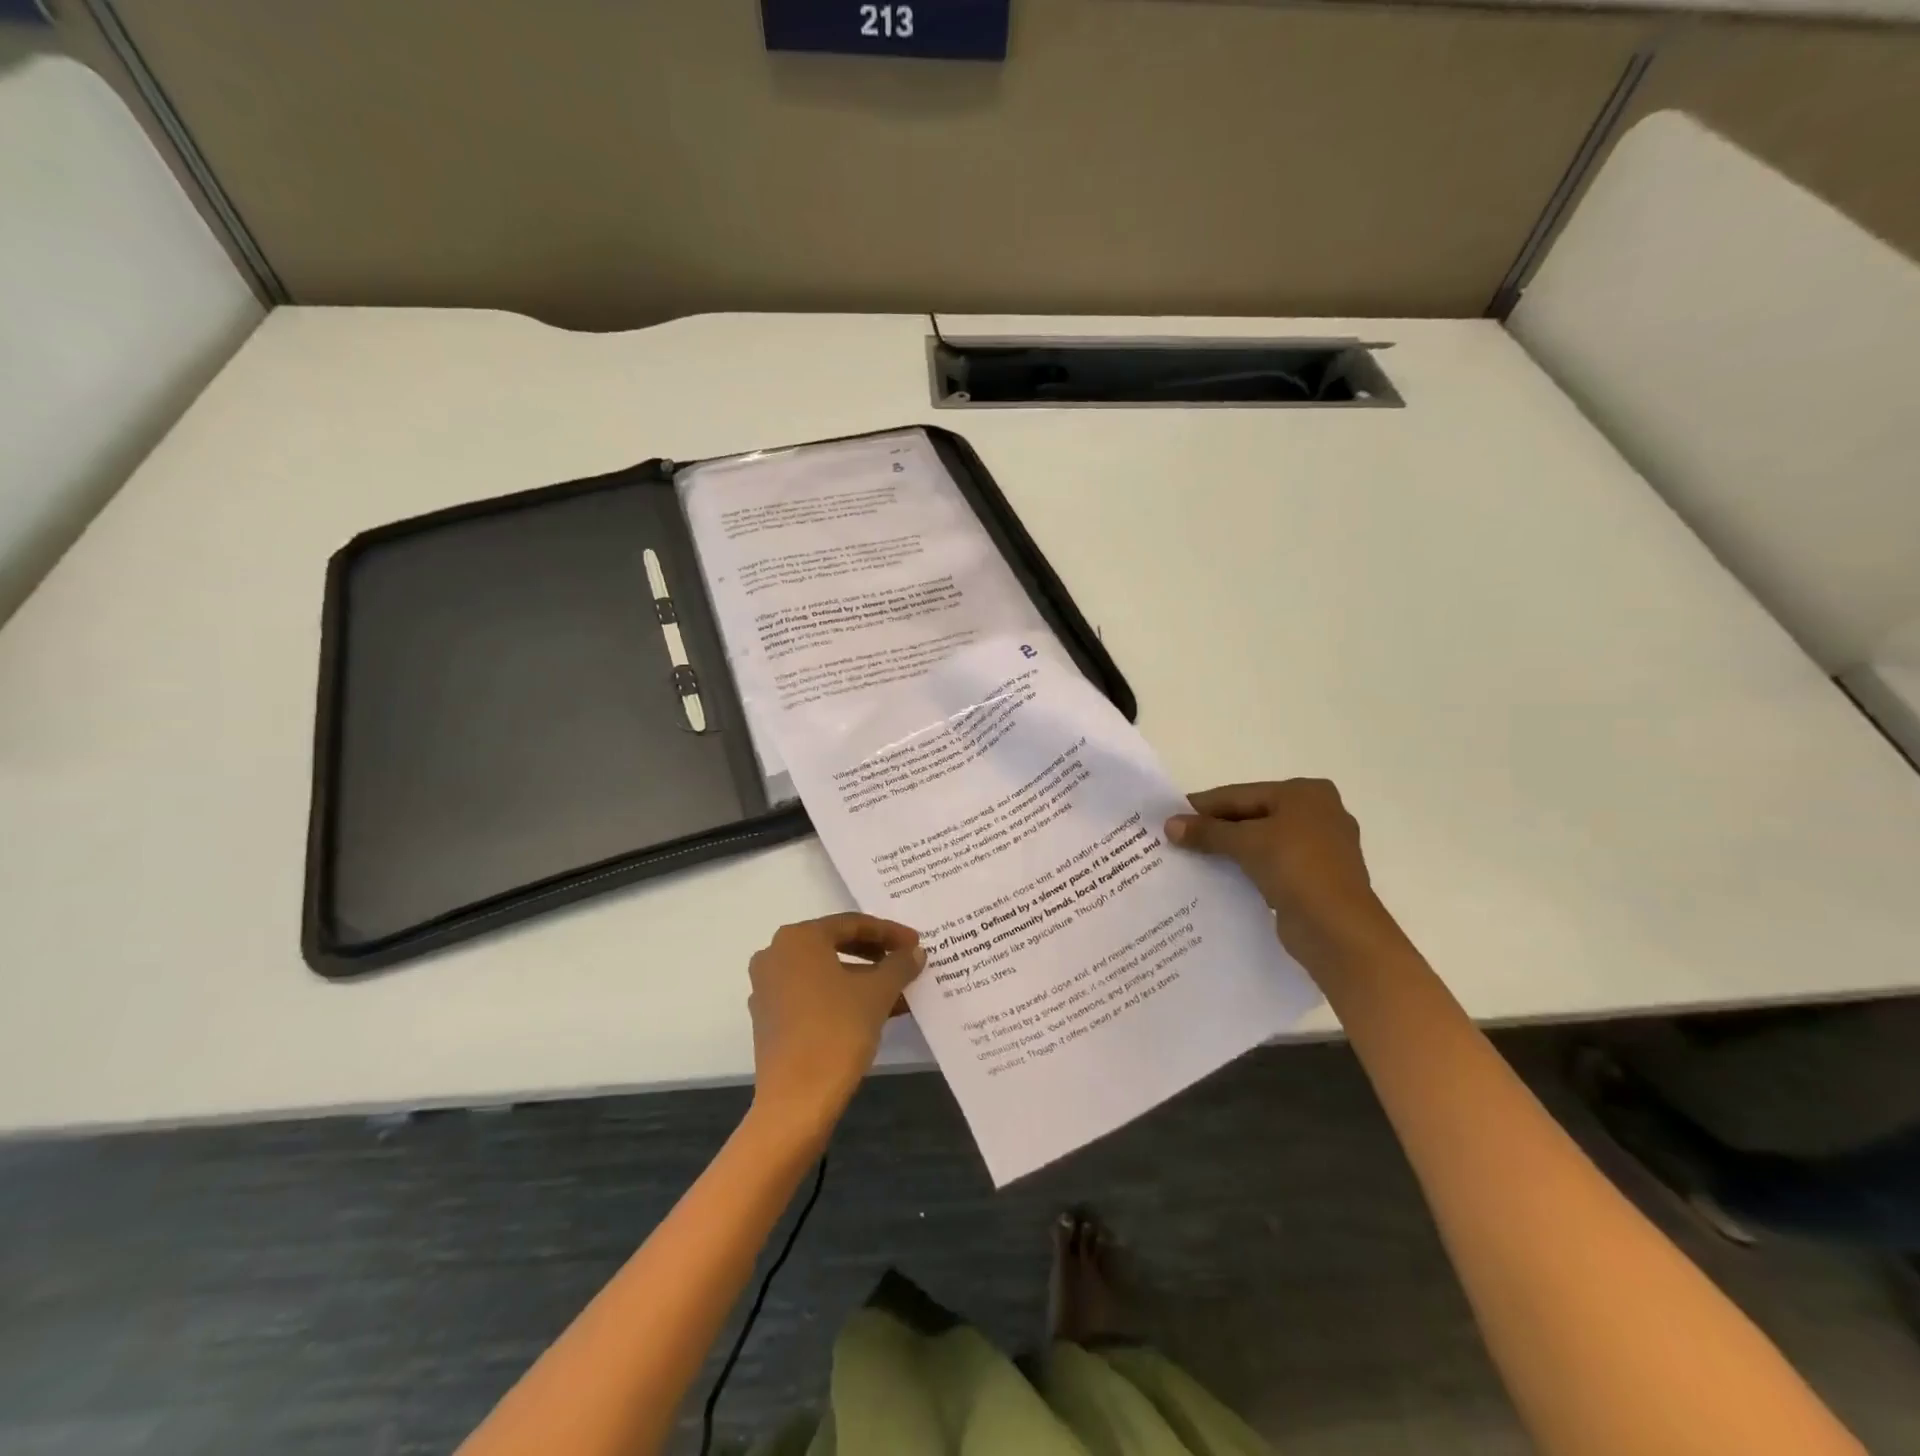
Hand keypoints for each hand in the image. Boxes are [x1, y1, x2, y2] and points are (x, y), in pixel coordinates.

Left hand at [746, 914, 924, 1138]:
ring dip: (862, 978)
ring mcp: (768, 987)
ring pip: (825, 971)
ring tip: (898, 991)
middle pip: (835, 944)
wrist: (797, 1099)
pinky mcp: (769, 1018)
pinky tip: (874, 1011)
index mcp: (798, 938)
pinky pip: (812, 994)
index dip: (889, 932)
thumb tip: (915, 951)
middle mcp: (776, 954)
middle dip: (875, 954)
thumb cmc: (837, 1030)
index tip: (916, 943)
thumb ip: (899, 964)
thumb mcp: (878, 992)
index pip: (852, 924)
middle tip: (906, 961)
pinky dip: (842, 996)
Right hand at [1165, 779, 1401, 975]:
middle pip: (1252, 816)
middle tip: (1176, 837)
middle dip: (1215, 829)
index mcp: (1305, 793)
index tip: (1169, 815)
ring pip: (1261, 841)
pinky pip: (1271, 864)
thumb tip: (1169, 825)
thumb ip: (1207, 831)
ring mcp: (1320, 848)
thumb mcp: (1246, 842)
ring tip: (1190, 857)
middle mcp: (1318, 814)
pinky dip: (1247, 868)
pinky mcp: (1316, 878)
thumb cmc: (1296, 868)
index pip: (1241, 795)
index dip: (1203, 806)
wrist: (1338, 929)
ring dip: (1229, 850)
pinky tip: (1219, 876)